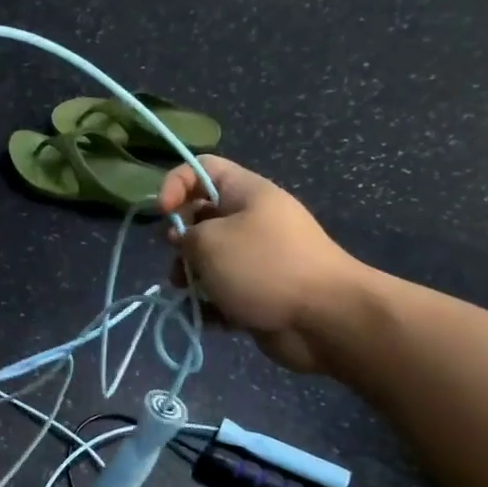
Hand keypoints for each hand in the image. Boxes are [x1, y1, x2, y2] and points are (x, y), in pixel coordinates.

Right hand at [159, 156, 369, 373]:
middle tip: (178, 261)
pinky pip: (224, 290)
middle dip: (180, 241)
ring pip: (209, 259)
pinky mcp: (259, 291)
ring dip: (191, 276)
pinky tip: (210, 316)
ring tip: (189, 294)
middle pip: (201, 217)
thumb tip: (184, 242)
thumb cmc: (264, 268)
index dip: (174, 184)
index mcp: (247, 193)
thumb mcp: (210, 242)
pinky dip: (211, 303)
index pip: (201, 168)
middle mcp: (253, 219)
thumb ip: (185, 235)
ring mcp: (258, 257)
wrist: (325, 318)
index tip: (162, 214)